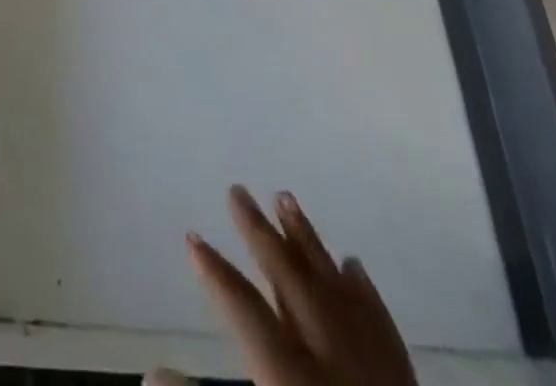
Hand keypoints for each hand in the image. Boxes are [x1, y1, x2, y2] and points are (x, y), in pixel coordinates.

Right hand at [173, 186, 415, 385]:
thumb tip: (151, 373)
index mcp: (290, 379)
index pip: (244, 309)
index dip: (215, 271)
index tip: (192, 237)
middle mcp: (331, 358)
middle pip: (288, 278)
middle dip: (259, 232)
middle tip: (236, 189)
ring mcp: (372, 366)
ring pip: (333, 284)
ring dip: (307, 240)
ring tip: (285, 196)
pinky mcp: (404, 381)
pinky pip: (379, 319)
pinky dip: (361, 288)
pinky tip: (351, 263)